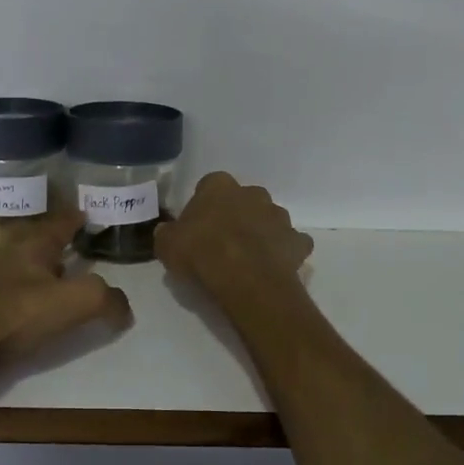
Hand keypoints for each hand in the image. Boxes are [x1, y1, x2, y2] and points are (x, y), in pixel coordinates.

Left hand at [0, 210, 133, 373]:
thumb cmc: (21, 313)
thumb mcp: (78, 302)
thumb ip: (106, 299)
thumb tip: (124, 307)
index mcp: (32, 247)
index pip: (58, 224)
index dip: (73, 219)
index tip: (83, 213)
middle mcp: (3, 256)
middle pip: (28, 241)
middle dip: (46, 242)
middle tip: (62, 249)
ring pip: (3, 264)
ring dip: (19, 267)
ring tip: (33, 277)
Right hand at [155, 173, 312, 298]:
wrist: (244, 279)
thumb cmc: (201, 253)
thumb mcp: (167, 245)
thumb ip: (168, 234)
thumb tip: (167, 232)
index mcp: (220, 186)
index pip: (210, 186)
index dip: (203, 206)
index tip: (197, 226)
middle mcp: (253, 193)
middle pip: (244, 200)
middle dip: (236, 215)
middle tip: (223, 242)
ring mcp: (279, 216)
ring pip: (269, 219)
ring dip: (261, 232)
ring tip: (248, 258)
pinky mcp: (297, 241)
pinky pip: (291, 243)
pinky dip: (284, 252)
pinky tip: (273, 267)